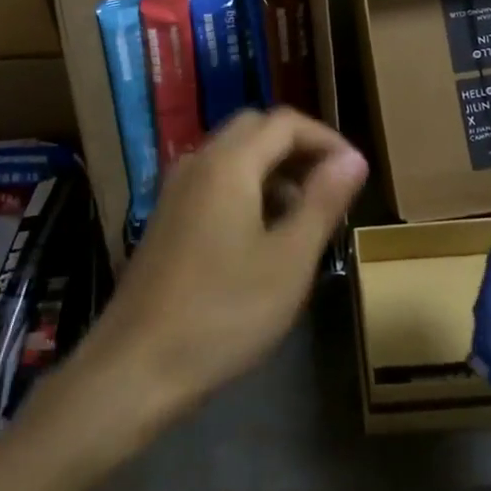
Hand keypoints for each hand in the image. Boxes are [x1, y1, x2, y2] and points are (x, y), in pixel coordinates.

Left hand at [76, 109, 368, 428]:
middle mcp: (198, 163)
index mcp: (228, 164)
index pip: (285, 122)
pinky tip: (263, 235)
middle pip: (256, 130)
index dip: (326, 138)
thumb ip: (323, 201)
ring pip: (233, 155)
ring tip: (305, 215)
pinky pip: (215, 181)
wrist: (135, 368)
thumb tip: (353, 158)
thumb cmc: (223, 313)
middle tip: (332, 187)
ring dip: (274, 169)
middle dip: (299, 148)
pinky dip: (247, 188)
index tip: (355, 172)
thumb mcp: (289, 260)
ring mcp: (176, 191)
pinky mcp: (166, 218)